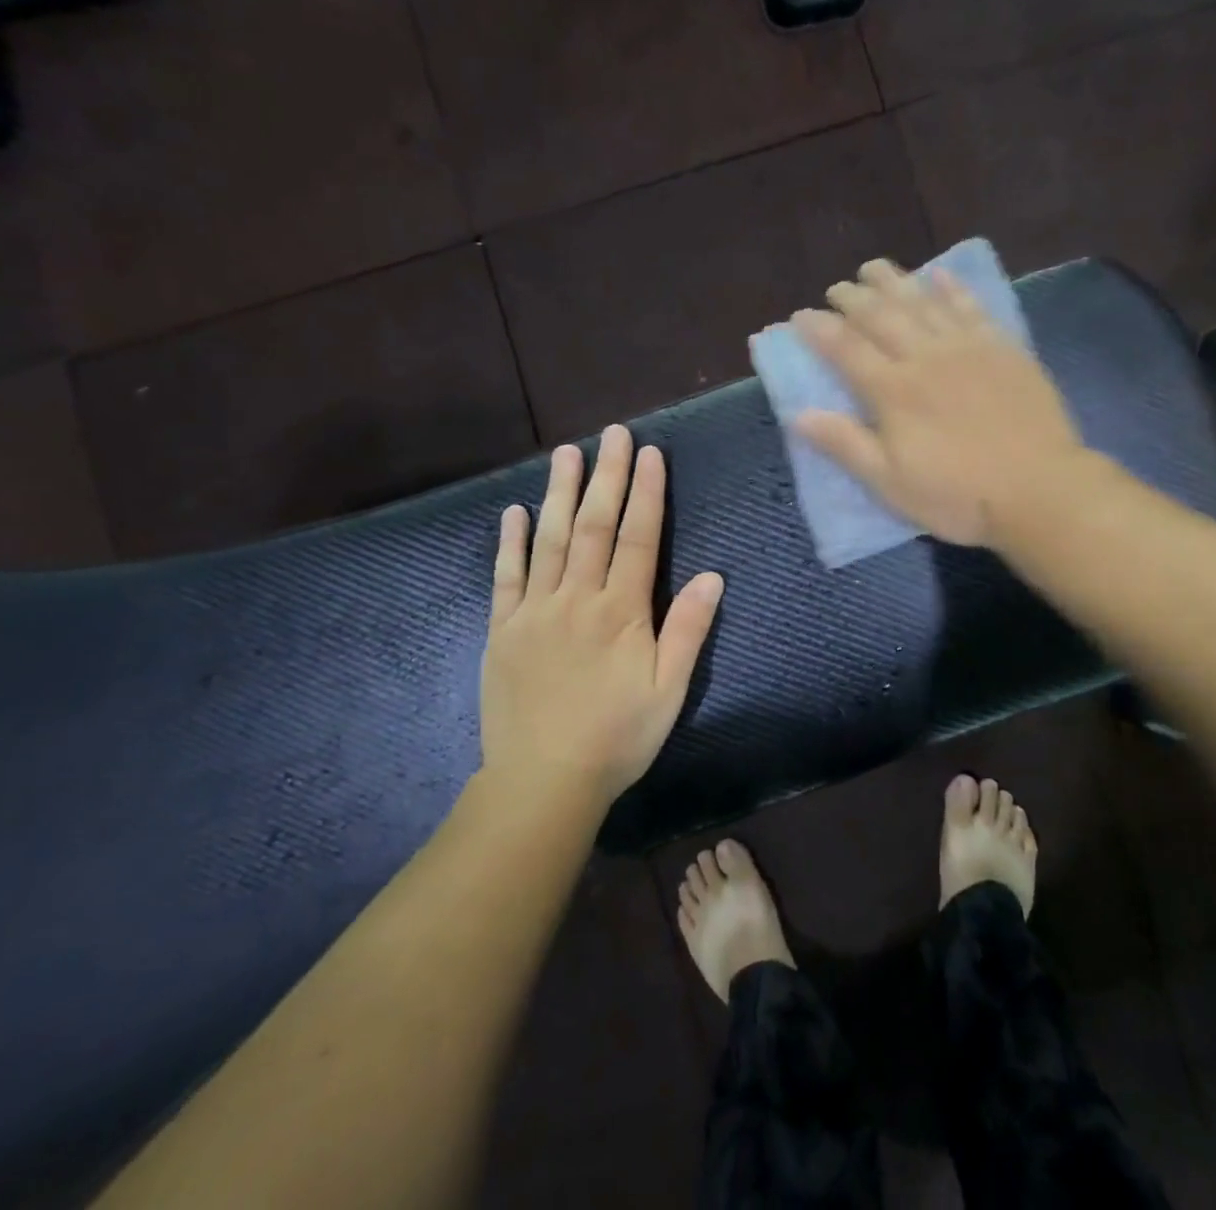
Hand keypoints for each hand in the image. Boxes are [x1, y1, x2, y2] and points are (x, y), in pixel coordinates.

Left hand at [478, 425, 724, 807]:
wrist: (544, 782)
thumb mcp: (669, 690)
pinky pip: (506, 577)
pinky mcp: (503, 630)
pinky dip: (511, 542)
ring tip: (566, 453)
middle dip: (606, 476)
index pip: (637, 538)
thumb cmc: (618, 737)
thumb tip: (712, 575)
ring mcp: (534, 611)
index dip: (646, 493)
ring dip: (559, 493)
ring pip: (549, 540)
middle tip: (611, 434)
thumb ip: (688, 630)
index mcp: (620, 612)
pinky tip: (515, 512)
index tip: (649, 454)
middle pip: (593, 526)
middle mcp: (576, 599)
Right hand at [792, 258, 1086, 547]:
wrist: (1040, 490)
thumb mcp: (890, 483)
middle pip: (881, 316)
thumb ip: (845, 444)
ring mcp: (968, 348)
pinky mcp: (1003, 348)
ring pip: (923, 302)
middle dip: (853, 298)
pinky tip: (939, 275)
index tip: (800, 315)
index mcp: (893, 391)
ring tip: (874, 268)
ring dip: (894, 282)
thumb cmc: (958, 496)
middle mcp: (925, 357)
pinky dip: (952, 288)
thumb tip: (797, 414)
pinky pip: (972, 307)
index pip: (846, 348)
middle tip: (836, 288)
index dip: (819, 329)